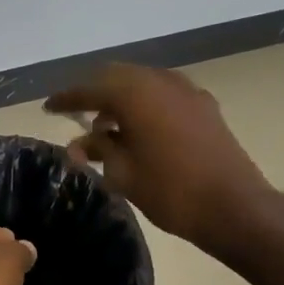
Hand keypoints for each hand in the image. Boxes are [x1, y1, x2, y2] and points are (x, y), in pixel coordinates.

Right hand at [45, 63, 283, 261]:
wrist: (235, 208)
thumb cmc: (171, 191)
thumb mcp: (123, 174)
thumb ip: (98, 151)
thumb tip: (79, 144)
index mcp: (134, 94)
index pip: (89, 89)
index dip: (66, 99)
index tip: (48, 108)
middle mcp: (159, 81)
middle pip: (116, 76)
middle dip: (94, 93)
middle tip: (76, 113)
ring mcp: (186, 91)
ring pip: (142, 82)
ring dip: (121, 97)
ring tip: (107, 126)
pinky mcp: (204, 106)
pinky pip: (164, 93)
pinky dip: (146, 103)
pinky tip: (141, 128)